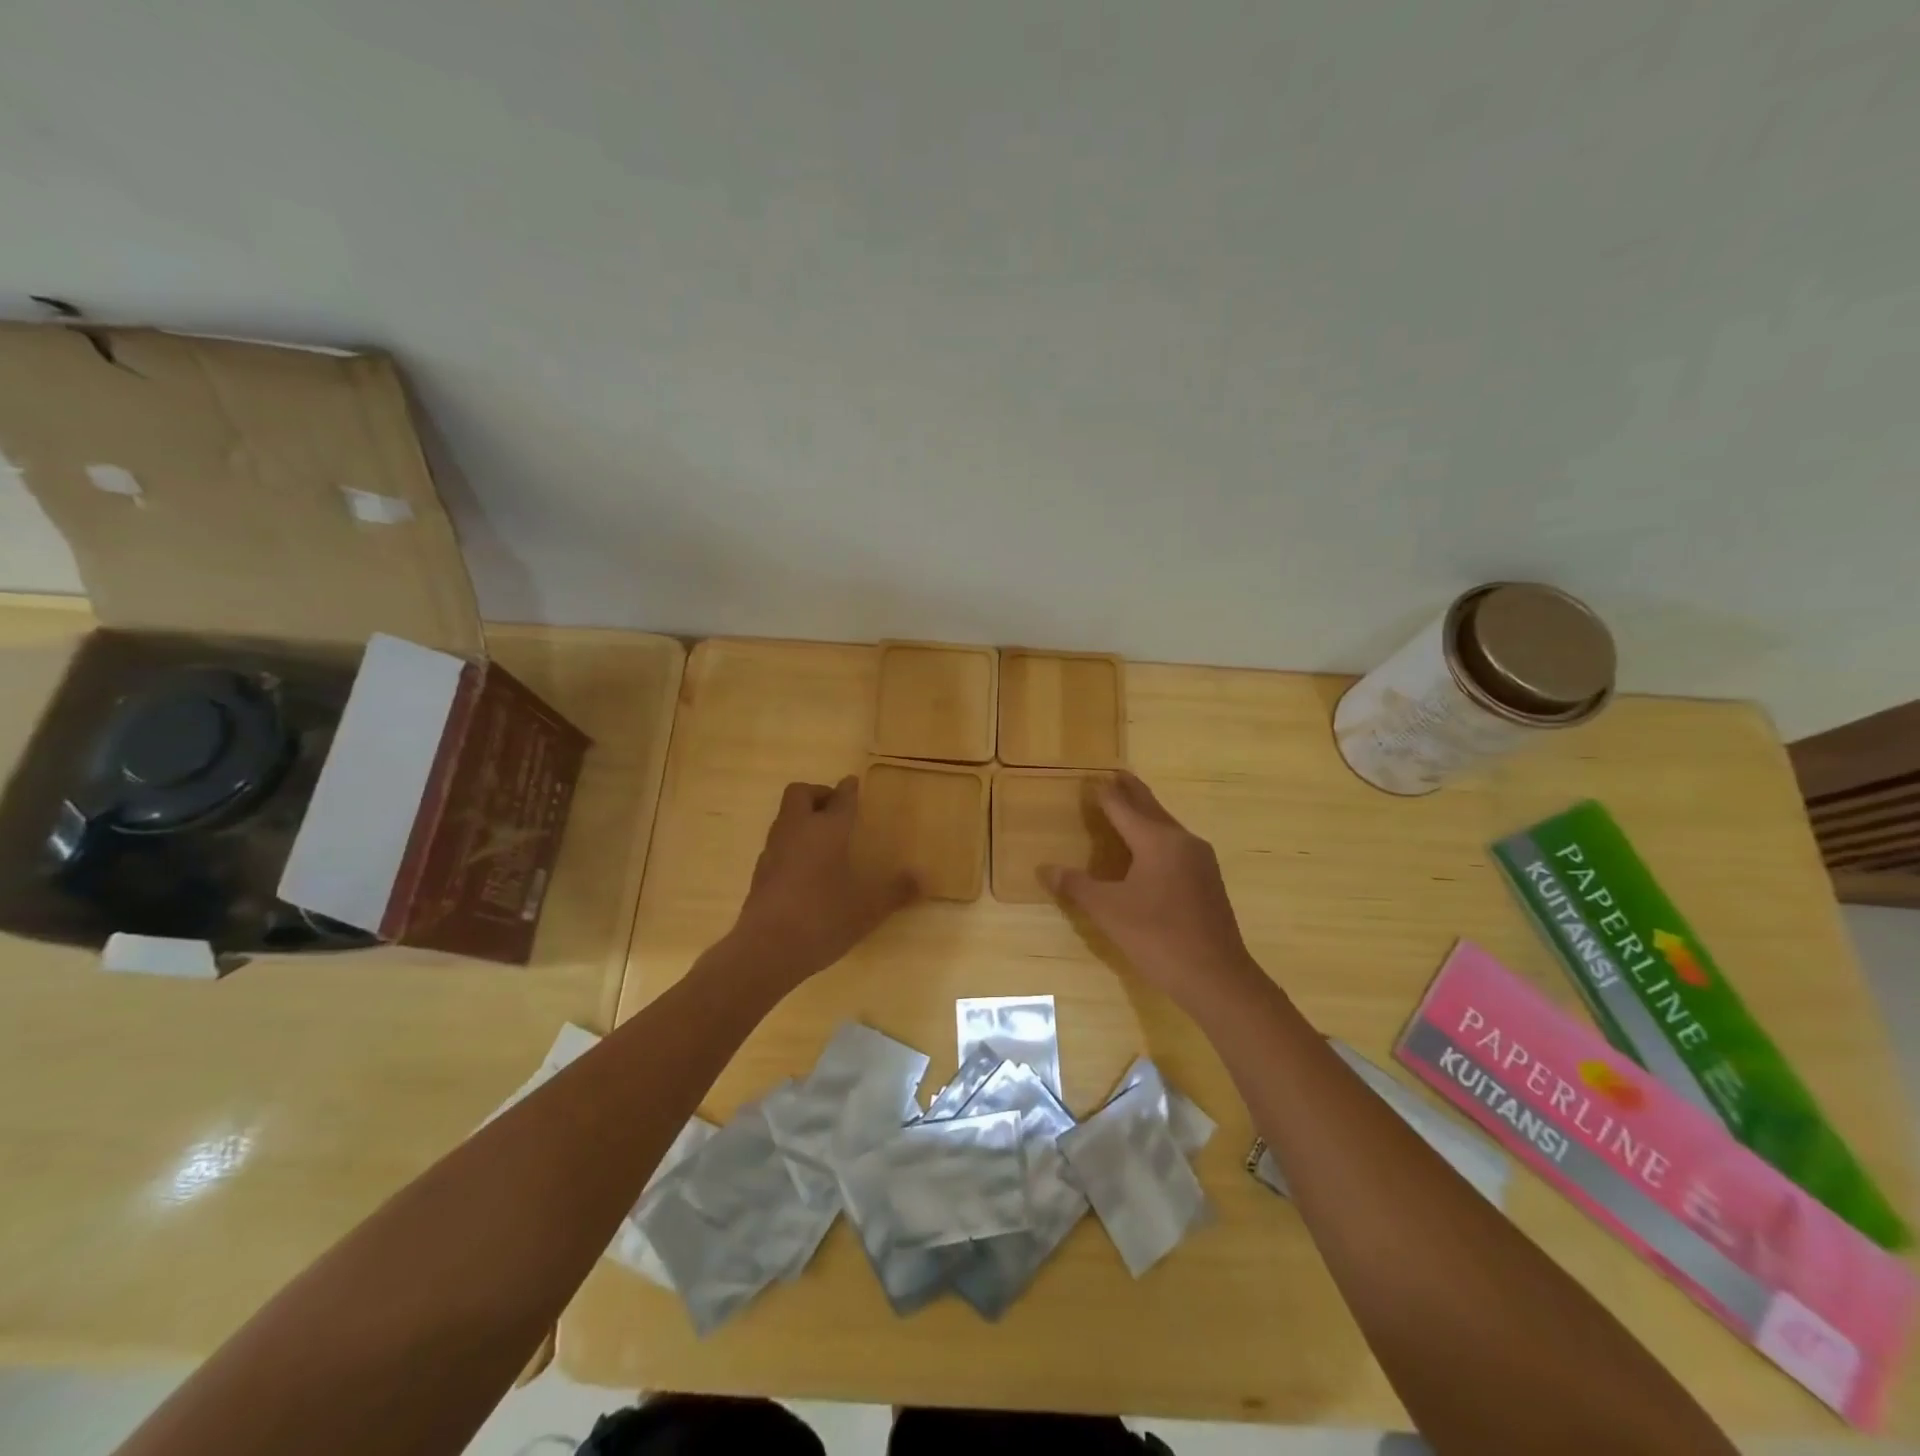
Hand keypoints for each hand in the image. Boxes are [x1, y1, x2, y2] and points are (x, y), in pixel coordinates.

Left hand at [729, 777, 918, 991]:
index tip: (854, 783)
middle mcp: (797, 830)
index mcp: (827, 829)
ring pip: (786, 817)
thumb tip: (923, 879)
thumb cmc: (823, 917)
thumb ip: (896, 891)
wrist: (766, 948)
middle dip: (818, 794)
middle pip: (800, 794)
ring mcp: (773, 850)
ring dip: (802, 818)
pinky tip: (806, 868)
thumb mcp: (868, 908)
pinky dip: (792, 845)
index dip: (849, 789)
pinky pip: (778, 844)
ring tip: (824, 839)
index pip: (840, 798)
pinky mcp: (760, 873)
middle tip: (836, 810)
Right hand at [1043, 772, 1261, 1011]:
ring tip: (1128, 807)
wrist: (1217, 976)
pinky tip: (1150, 850)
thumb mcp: (1108, 911)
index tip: (1092, 777)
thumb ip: (1076, 886)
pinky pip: (1176, 845)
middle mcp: (1182, 841)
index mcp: (1157, 841)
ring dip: (1146, 814)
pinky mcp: (1208, 880)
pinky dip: (1157, 836)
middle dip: (1131, 792)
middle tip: (1114, 775)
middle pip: (1150, 808)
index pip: (1124, 806)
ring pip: (1166, 827)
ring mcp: (1200, 861)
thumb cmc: (1158, 937)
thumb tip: (1045, 868)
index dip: (1105, 793)